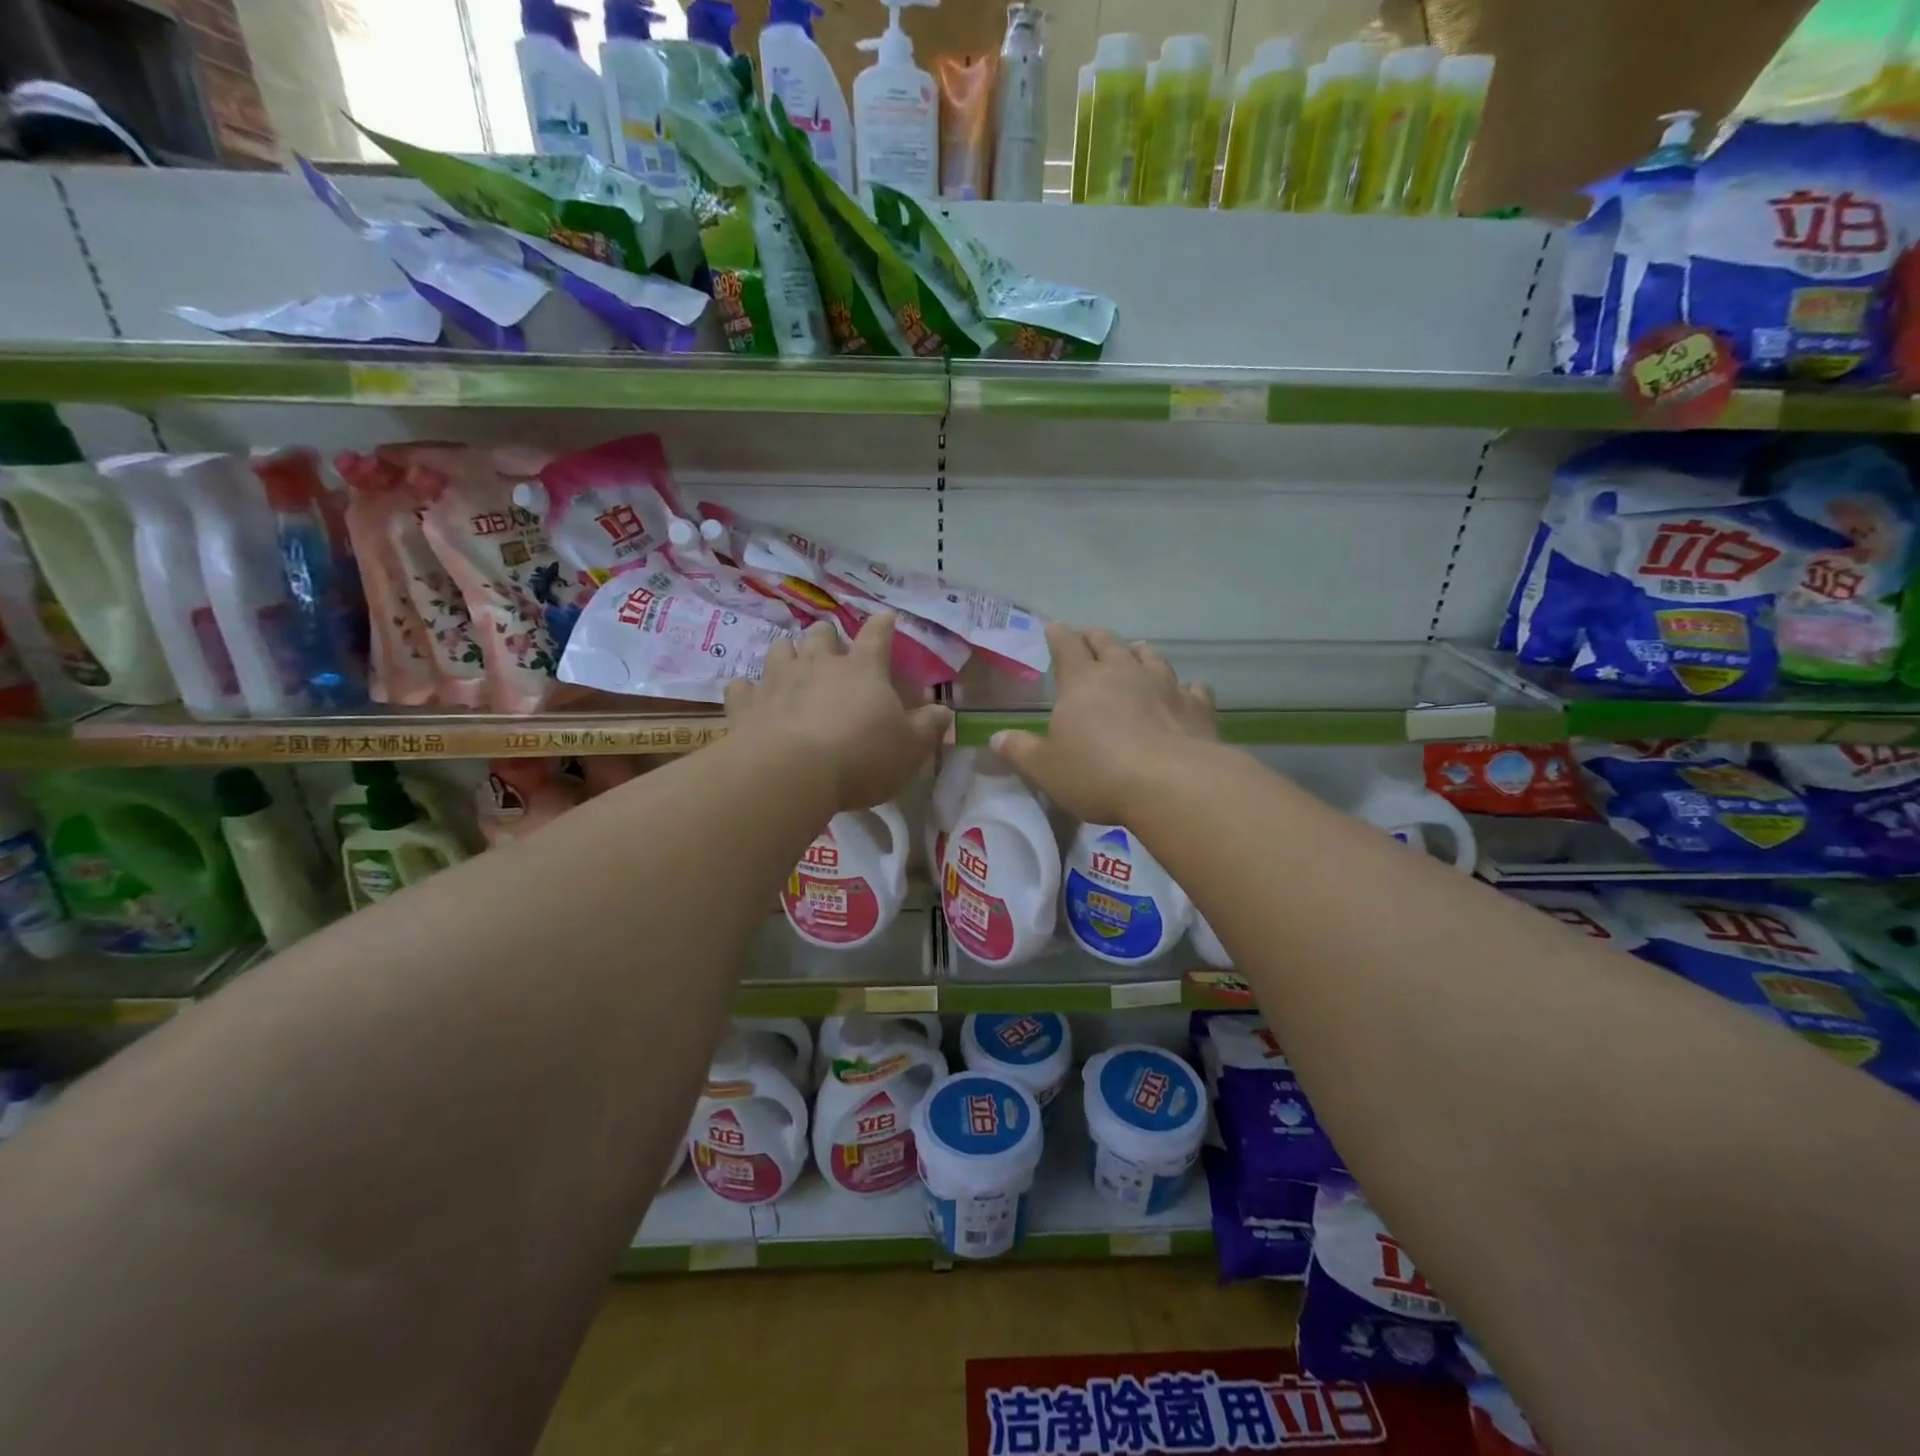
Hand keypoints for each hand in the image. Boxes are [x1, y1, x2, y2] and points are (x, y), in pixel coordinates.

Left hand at [725, 614, 951, 811]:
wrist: (792, 775)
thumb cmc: (861, 757)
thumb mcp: (910, 748)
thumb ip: (928, 727)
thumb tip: (944, 711)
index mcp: (862, 669)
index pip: (877, 635)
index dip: (883, 625)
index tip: (887, 617)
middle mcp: (817, 664)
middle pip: (820, 634)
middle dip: (827, 636)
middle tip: (831, 648)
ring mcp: (777, 680)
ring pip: (780, 650)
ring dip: (788, 654)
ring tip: (792, 664)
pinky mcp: (746, 705)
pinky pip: (741, 687)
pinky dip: (748, 690)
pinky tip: (751, 697)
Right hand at [992, 624, 1215, 824]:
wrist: (1173, 784)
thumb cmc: (1098, 774)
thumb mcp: (1046, 768)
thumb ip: (1021, 751)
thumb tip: (996, 738)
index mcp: (1083, 681)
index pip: (1067, 646)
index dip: (1058, 635)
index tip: (1054, 628)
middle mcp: (1124, 673)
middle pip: (1108, 643)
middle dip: (1095, 638)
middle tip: (1089, 637)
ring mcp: (1165, 686)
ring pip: (1151, 657)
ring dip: (1139, 653)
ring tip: (1136, 652)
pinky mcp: (1197, 707)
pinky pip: (1193, 688)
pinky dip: (1185, 688)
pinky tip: (1186, 692)